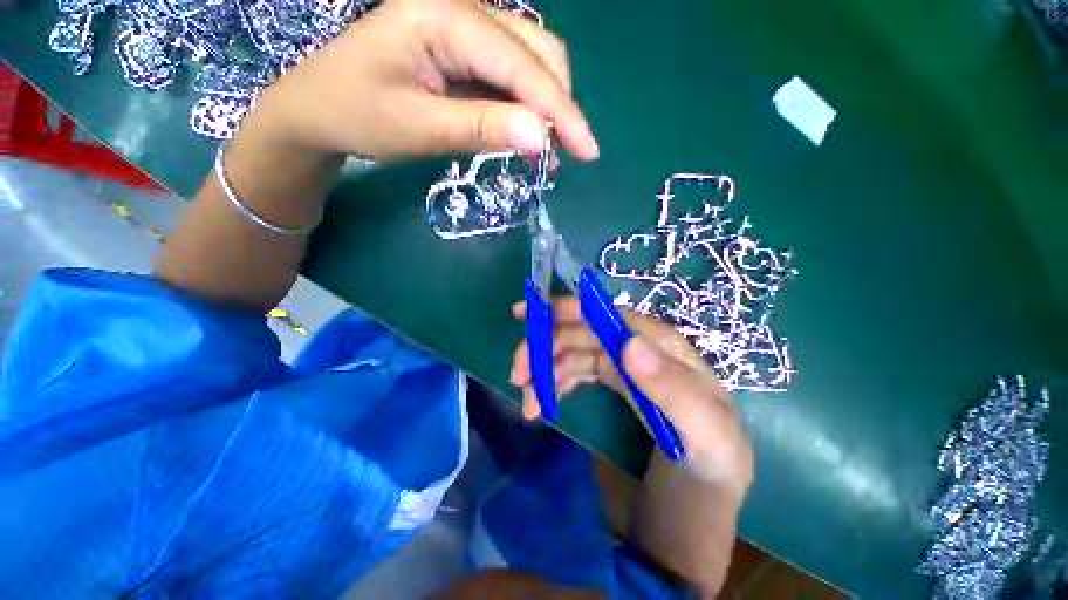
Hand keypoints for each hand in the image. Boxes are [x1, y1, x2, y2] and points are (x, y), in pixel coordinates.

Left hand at [242, 0, 598, 161]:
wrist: (318, 107)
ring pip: (530, 60)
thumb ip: (483, 128)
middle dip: (559, 105)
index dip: (561, 112)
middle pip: (538, 50)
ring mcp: (464, 28)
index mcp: (445, 17)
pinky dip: (526, 106)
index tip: (588, 151)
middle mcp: (462, 9)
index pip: (523, 66)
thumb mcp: (420, 127)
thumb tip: (541, 138)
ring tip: (550, 150)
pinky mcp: (463, 50)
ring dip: (546, 106)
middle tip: (566, 153)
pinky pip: (509, 74)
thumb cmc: (358, 114)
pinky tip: (527, 134)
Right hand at [509, 298, 752, 487]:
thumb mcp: (706, 434)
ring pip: (572, 351)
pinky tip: (544, 403)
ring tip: (528, 404)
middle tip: (518, 376)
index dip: (565, 308)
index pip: (606, 315)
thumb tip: (628, 344)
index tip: (524, 313)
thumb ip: (673, 389)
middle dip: (544, 347)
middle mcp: (638, 347)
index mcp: (660, 346)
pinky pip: (575, 371)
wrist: (705, 498)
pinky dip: (554, 381)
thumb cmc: (712, 465)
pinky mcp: (612, 382)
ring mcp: (623, 365)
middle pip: (581, 332)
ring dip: (544, 370)